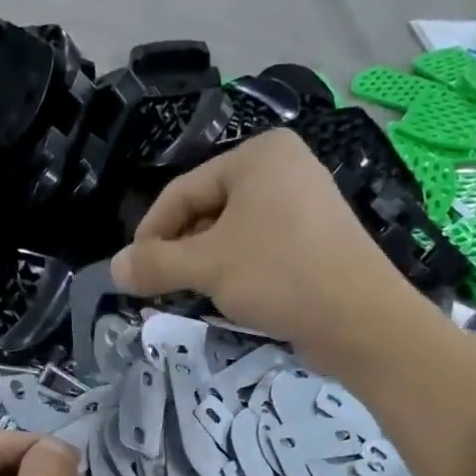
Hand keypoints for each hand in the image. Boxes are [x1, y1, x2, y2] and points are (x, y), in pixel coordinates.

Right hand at [108, 129, 413, 368]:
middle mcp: (284, 168)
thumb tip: (113, 269)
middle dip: (181, 251)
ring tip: (193, 297)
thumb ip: (155, 264)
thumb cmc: (281, 276)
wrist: (362, 321)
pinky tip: (230, 298)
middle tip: (161, 289)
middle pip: (208, 210)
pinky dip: (238, 271)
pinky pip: (261, 248)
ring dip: (206, 265)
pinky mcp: (317, 239)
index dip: (151, 232)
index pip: (183, 190)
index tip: (133, 272)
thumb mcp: (208, 267)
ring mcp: (305, 204)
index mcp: (259, 155)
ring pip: (233, 233)